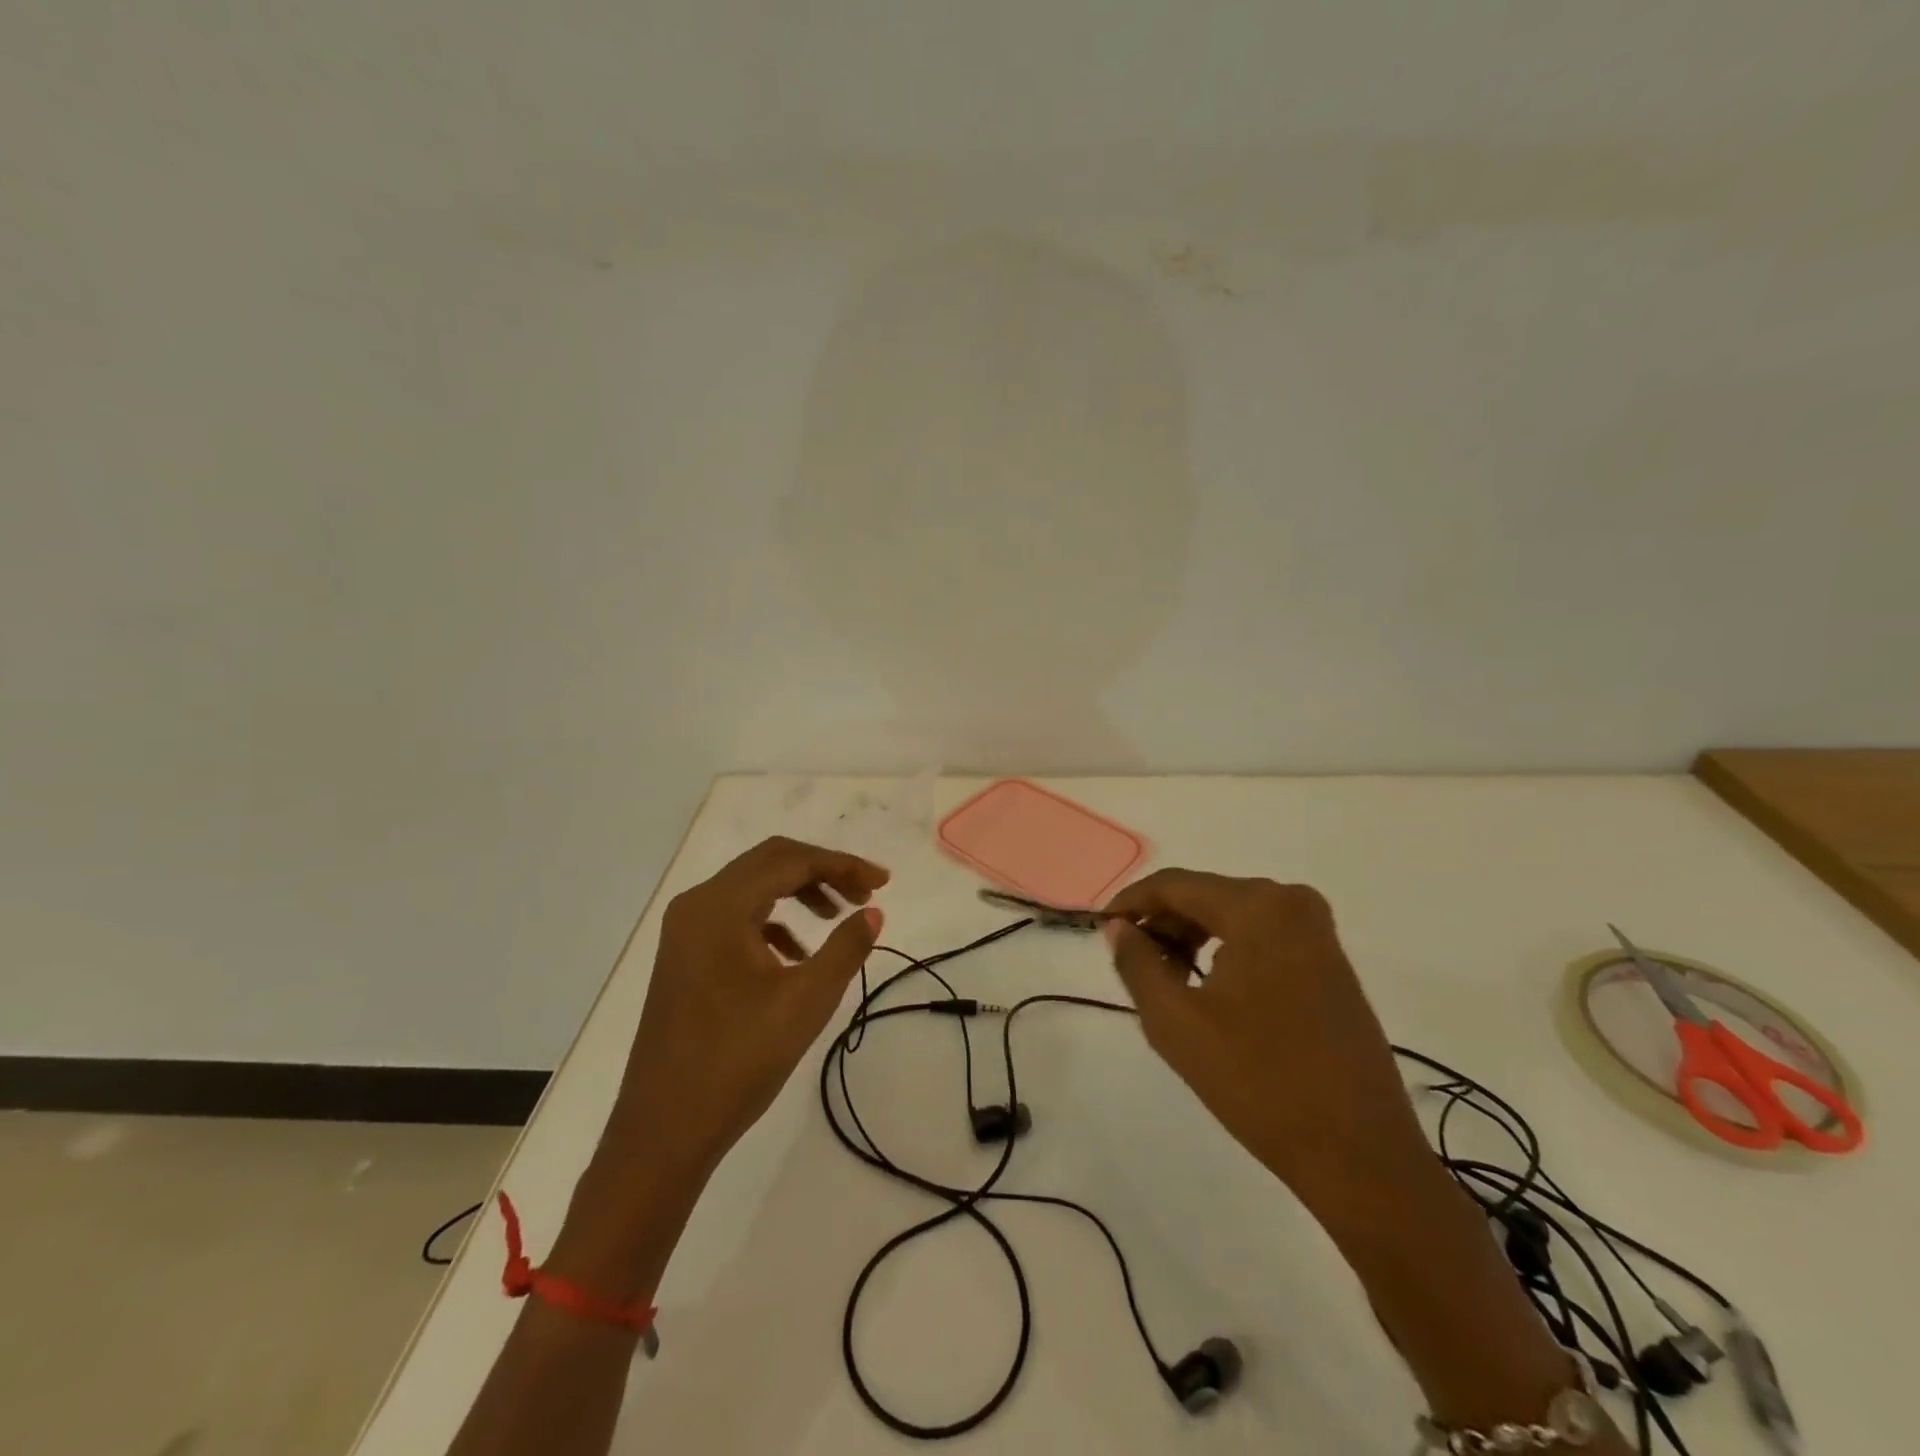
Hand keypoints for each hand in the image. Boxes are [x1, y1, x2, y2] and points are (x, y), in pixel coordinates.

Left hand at [603, 836, 889, 1182]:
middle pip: (769, 864)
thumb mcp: (806, 1001)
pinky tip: (798, 954)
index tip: (883, 883)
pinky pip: (737, 918)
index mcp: (719, 906)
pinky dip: (774, 922)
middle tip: (865, 895)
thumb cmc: (737, 1061)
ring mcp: (685, 932)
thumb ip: (845, 948)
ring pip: (753, 889)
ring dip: (799, 893)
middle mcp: (697, 906)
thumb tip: (873, 913)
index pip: (790, 861)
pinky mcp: (685, 957)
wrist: (663, 1132)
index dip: (842, 865)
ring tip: (837, 918)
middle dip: (822, 872)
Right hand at [1102, 869, 1427, 1205]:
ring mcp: (1318, 933)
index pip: (1174, 884)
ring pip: (1232, 916)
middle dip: (1161, 923)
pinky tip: (1205, 990)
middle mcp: (1292, 903)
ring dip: (1190, 938)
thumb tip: (1118, 928)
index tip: (1100, 928)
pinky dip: (1224, 952)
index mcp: (1258, 907)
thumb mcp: (1176, 1022)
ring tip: (1163, 981)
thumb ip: (1137, 963)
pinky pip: (1261, 937)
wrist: (1360, 1155)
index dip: (1130, 902)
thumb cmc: (1259, 1083)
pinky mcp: (1330, 963)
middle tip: (1129, 962)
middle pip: (1205, 896)